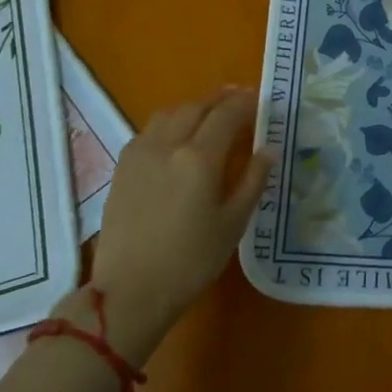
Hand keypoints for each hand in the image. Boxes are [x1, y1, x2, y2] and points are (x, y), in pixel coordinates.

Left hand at [76, 86, 274, 363]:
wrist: (130, 292)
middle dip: (220, 99)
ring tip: (209, 114)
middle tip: (239, 100)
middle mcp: (168, 144)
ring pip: (170, 113)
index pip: (228, 114)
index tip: (260, 101)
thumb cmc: (190, 262)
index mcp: (200, 157)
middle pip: (197, 106)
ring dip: (193, 107)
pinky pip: (149, 130)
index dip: (246, 103)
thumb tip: (268, 149)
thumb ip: (252, 180)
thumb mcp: (233, 223)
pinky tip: (176, 137)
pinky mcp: (123, 167)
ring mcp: (140, 153)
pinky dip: (169, 122)